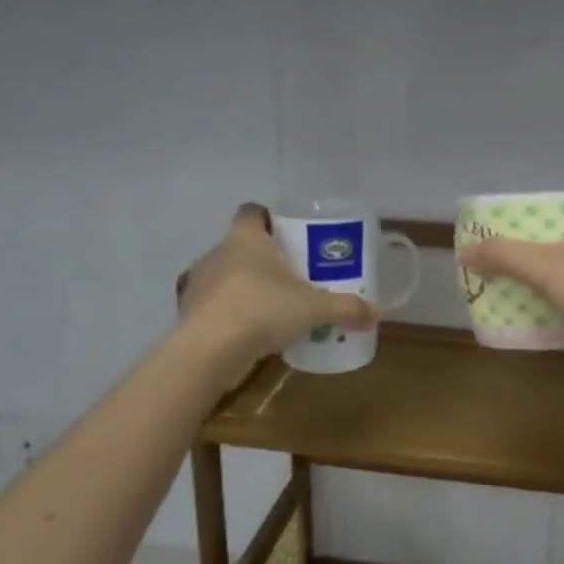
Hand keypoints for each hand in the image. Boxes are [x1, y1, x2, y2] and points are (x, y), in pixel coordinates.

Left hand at [177, 205, 375, 369]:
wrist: (209, 351)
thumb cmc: (262, 309)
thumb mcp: (314, 308)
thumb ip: (345, 308)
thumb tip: (375, 314)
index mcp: (244, 238)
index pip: (251, 212)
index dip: (268, 219)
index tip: (288, 234)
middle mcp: (217, 253)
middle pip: (240, 246)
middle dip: (264, 259)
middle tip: (291, 276)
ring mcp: (198, 283)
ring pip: (226, 277)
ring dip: (245, 287)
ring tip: (272, 308)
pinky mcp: (189, 313)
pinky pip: (215, 306)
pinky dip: (230, 314)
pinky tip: (250, 333)